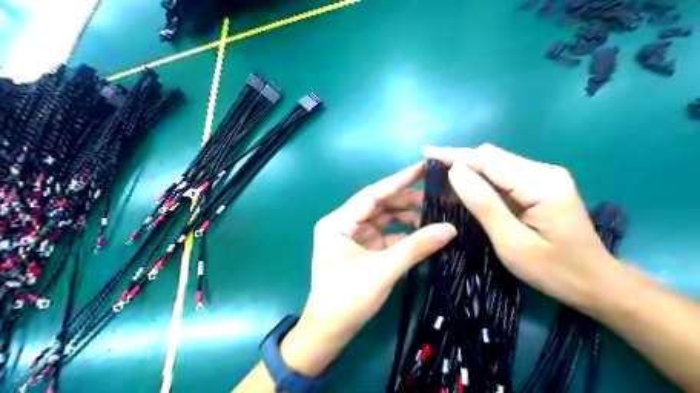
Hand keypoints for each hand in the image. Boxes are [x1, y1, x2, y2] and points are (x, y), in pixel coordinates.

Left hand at [280, 161, 454, 375]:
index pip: (372, 194)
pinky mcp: (363, 250)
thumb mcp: (383, 270)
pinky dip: (403, 235)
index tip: (422, 167)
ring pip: (383, 220)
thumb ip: (416, 247)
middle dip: (406, 201)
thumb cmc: (348, 298)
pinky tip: (423, 234)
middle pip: (379, 206)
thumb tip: (450, 228)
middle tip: (437, 197)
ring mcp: (354, 237)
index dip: (398, 180)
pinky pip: (385, 236)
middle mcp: (344, 225)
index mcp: (338, 222)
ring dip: (406, 218)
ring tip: (434, 216)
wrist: (330, 331)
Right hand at [424, 145, 619, 311]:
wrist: (597, 283)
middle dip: (460, 161)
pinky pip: (505, 176)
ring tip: (443, 179)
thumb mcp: (512, 242)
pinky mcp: (542, 186)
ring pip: (497, 164)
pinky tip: (467, 188)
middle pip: (492, 157)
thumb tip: (456, 172)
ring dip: (470, 169)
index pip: (488, 160)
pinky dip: (482, 179)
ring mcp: (545, 177)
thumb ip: (484, 204)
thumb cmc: (554, 270)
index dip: (454, 155)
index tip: (426, 152)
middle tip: (431, 172)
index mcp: (541, 184)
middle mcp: (544, 172)